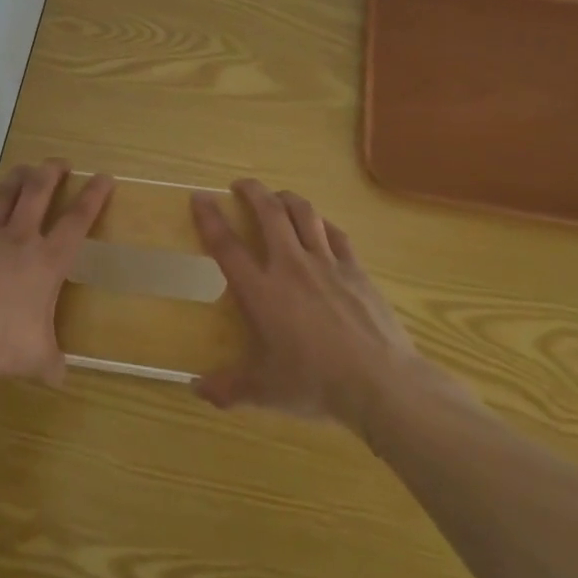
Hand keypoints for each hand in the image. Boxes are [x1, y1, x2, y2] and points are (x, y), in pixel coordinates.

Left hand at [0, 160, 112, 382]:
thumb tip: (60, 378)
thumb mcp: (36, 358)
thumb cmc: (1, 341)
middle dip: (51, 173)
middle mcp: (19, 239)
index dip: (93, 197)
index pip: (77, 222)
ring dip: (14, 180)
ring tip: (23, 168)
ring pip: (3, 197)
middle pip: (38, 193)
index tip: (103, 177)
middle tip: (59, 161)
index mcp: (47, 262)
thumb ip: (50, 363)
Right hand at [191, 179, 420, 431]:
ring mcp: (327, 264)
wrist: (381, 383)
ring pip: (304, 214)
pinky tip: (320, 225)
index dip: (210, 218)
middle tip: (241, 185)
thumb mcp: (266, 392)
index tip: (199, 197)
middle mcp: (290, 266)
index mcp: (262, 291)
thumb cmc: (316, 384)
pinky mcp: (356, 270)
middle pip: (269, 213)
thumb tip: (197, 390)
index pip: (227, 245)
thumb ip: (229, 389)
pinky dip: (322, 223)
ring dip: (287, 198)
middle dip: (252, 191)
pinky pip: (336, 234)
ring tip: (278, 197)